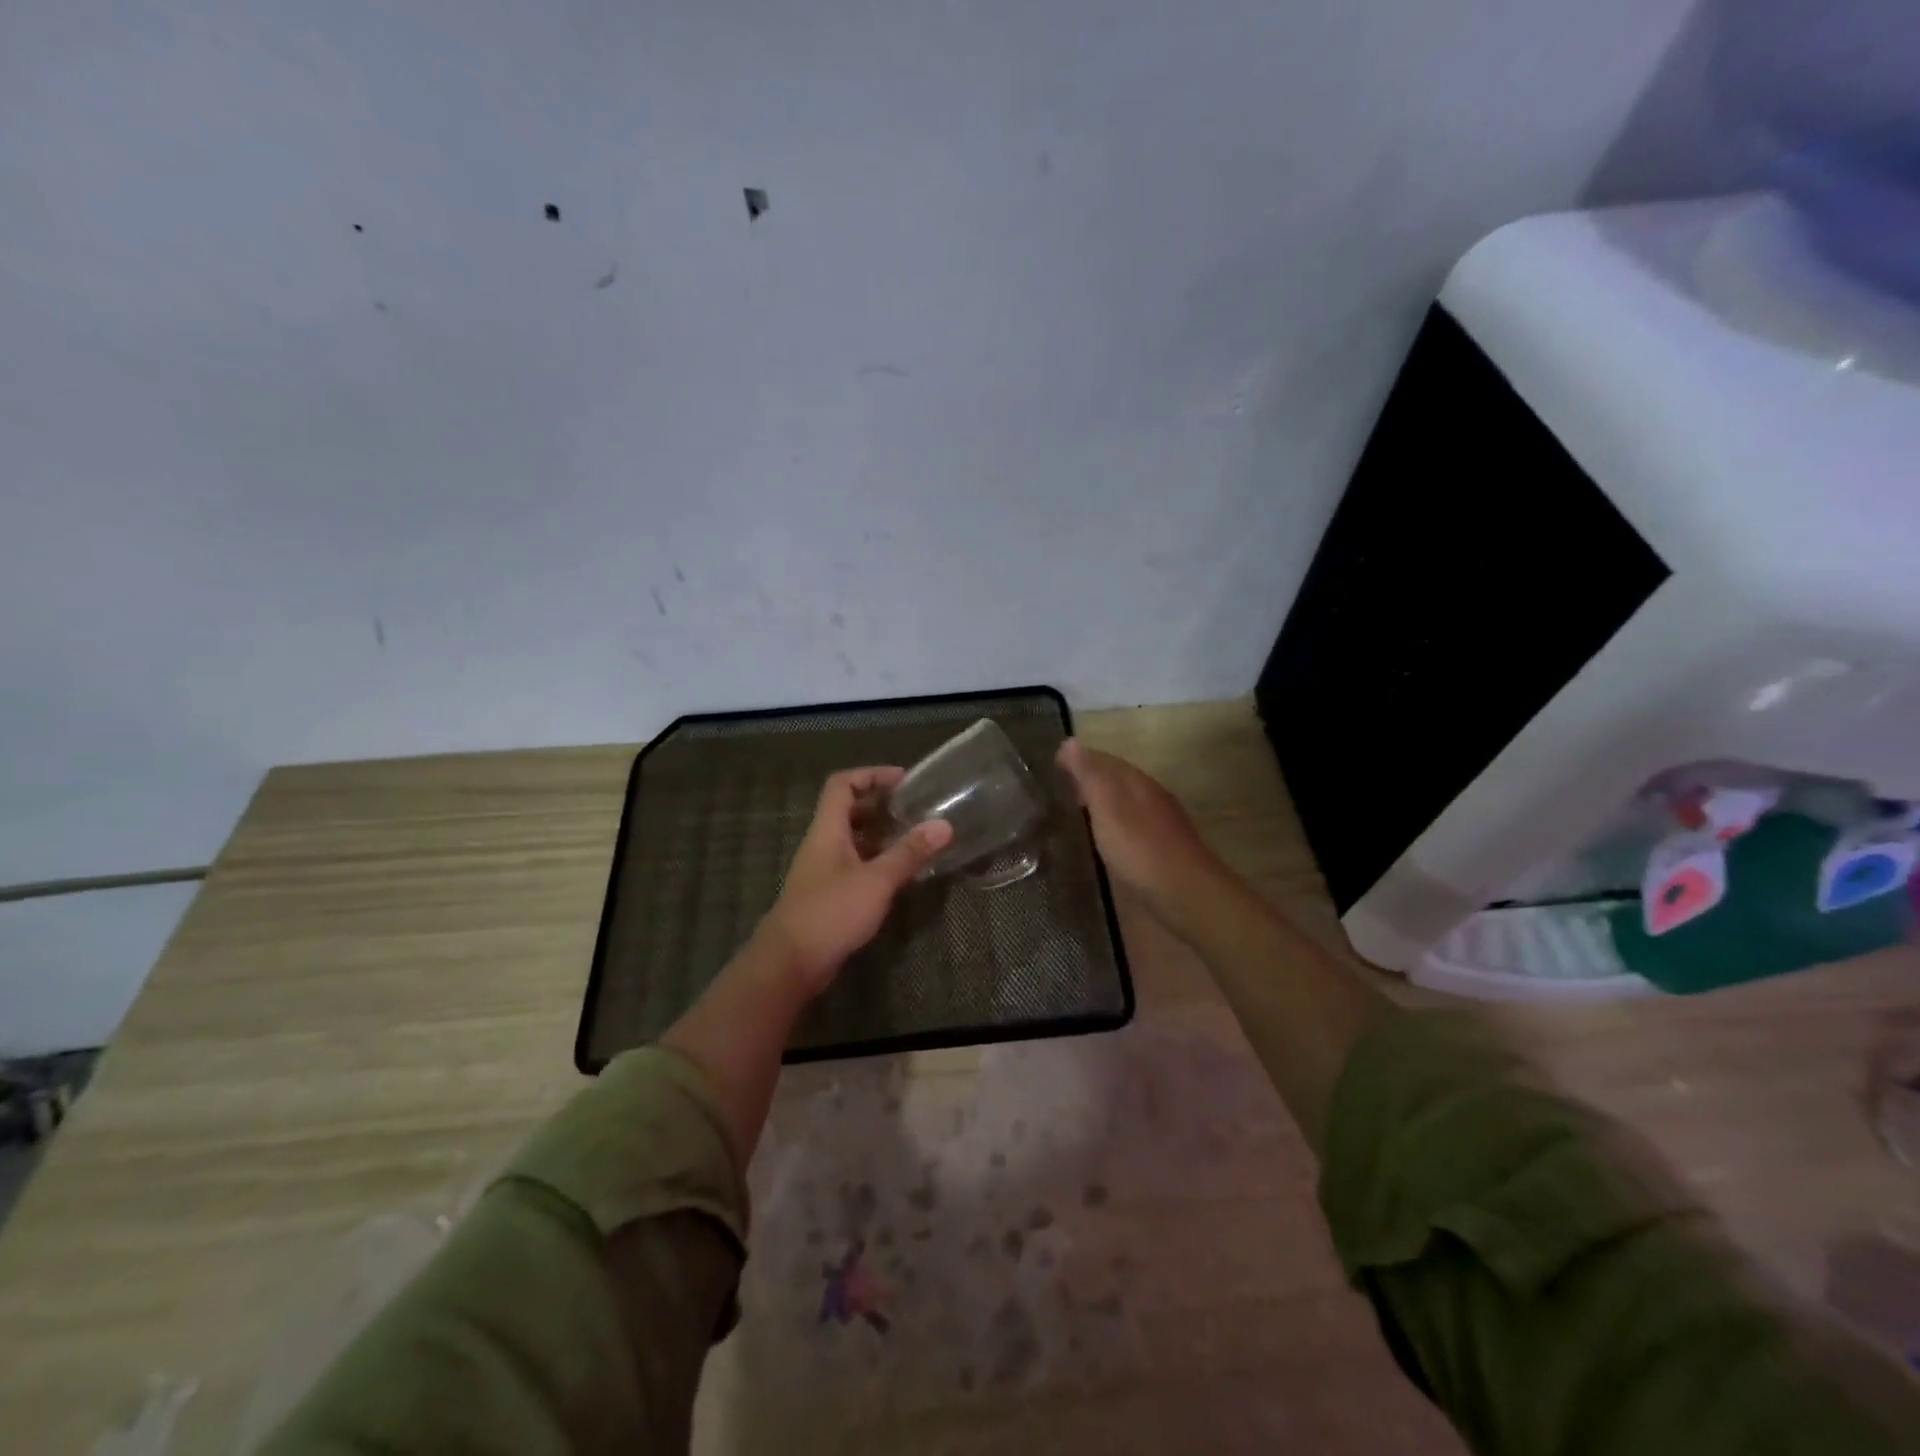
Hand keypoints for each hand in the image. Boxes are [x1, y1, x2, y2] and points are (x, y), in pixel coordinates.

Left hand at [758, 766, 953, 996]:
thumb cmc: (831, 912)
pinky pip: (856, 865)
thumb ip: (909, 853)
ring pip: (854, 840)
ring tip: (915, 837)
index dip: (871, 775)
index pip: (842, 784)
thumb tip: (944, 825)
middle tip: (916, 809)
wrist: (791, 963)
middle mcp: (823, 844)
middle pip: (849, 811)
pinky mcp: (830, 895)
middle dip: (881, 806)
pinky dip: (878, 862)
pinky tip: (901, 873)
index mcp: (828, 830)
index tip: (903, 780)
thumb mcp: (876, 880)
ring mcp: (825, 870)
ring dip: (882, 835)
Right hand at [1057, 739, 1226, 937]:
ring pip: (1125, 805)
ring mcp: (1159, 827)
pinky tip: (1102, 841)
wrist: (1184, 895)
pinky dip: (1112, 828)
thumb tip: (1070, 742)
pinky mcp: (1160, 854)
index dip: (1080, 759)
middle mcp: (1151, 799)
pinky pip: (1130, 829)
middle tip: (1060, 788)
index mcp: (1138, 783)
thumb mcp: (1107, 806)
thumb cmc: (1140, 848)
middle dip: (1091, 780)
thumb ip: (1089, 775)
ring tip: (1075, 813)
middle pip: (1117, 781)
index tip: (1054, 763)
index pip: (1106, 760)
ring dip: (1102, 805)